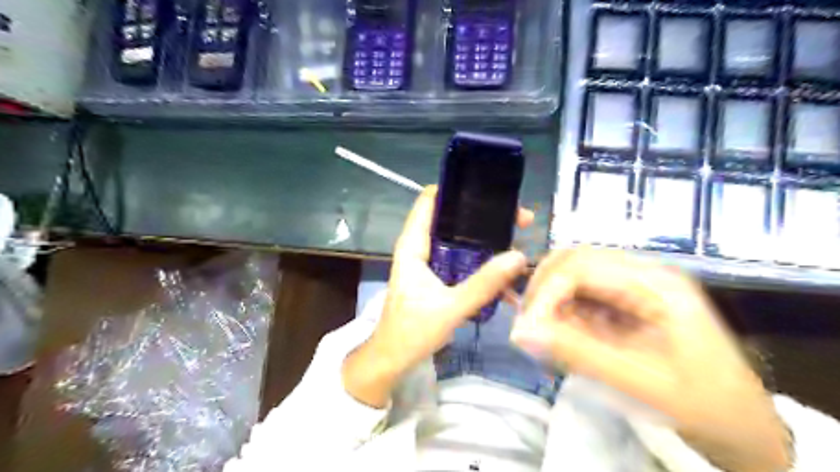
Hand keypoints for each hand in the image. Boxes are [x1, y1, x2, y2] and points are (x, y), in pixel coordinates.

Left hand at [343, 187, 530, 407]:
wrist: (393, 359)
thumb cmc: (412, 331)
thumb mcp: (450, 307)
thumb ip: (484, 284)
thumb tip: (519, 255)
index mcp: (414, 244)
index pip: (430, 200)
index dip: (457, 188)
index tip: (491, 189)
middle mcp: (421, 246)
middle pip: (453, 218)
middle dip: (485, 216)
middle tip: (519, 220)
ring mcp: (430, 261)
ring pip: (461, 239)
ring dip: (488, 239)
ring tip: (520, 239)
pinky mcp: (439, 276)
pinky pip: (463, 260)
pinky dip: (483, 261)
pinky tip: (506, 272)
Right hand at [508, 247, 791, 470]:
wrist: (743, 426)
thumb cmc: (702, 404)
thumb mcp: (639, 383)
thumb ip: (576, 353)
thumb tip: (519, 332)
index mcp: (655, 283)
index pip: (580, 266)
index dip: (546, 292)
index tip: (526, 329)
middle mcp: (643, 272)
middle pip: (574, 259)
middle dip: (543, 290)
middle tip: (529, 327)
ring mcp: (635, 284)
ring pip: (573, 274)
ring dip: (551, 300)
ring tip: (543, 334)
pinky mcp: (628, 299)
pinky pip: (583, 293)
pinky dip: (563, 311)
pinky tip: (561, 334)